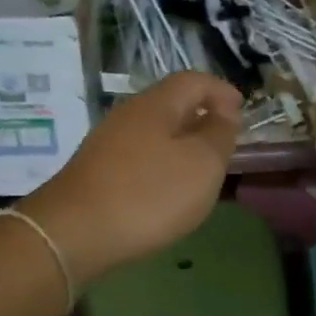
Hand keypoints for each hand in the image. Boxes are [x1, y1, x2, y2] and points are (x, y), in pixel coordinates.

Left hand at [24, 72, 240, 283]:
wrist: (73, 235)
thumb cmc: (148, 194)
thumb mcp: (202, 164)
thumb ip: (219, 135)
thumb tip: (223, 114)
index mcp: (156, 104)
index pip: (194, 81)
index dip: (221, 91)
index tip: (242, 112)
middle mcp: (127, 116)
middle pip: (171, 105)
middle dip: (201, 118)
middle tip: (226, 143)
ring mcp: (106, 145)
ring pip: (154, 133)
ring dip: (181, 145)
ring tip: (201, 170)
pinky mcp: (96, 174)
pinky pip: (139, 158)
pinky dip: (161, 166)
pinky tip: (167, 192)